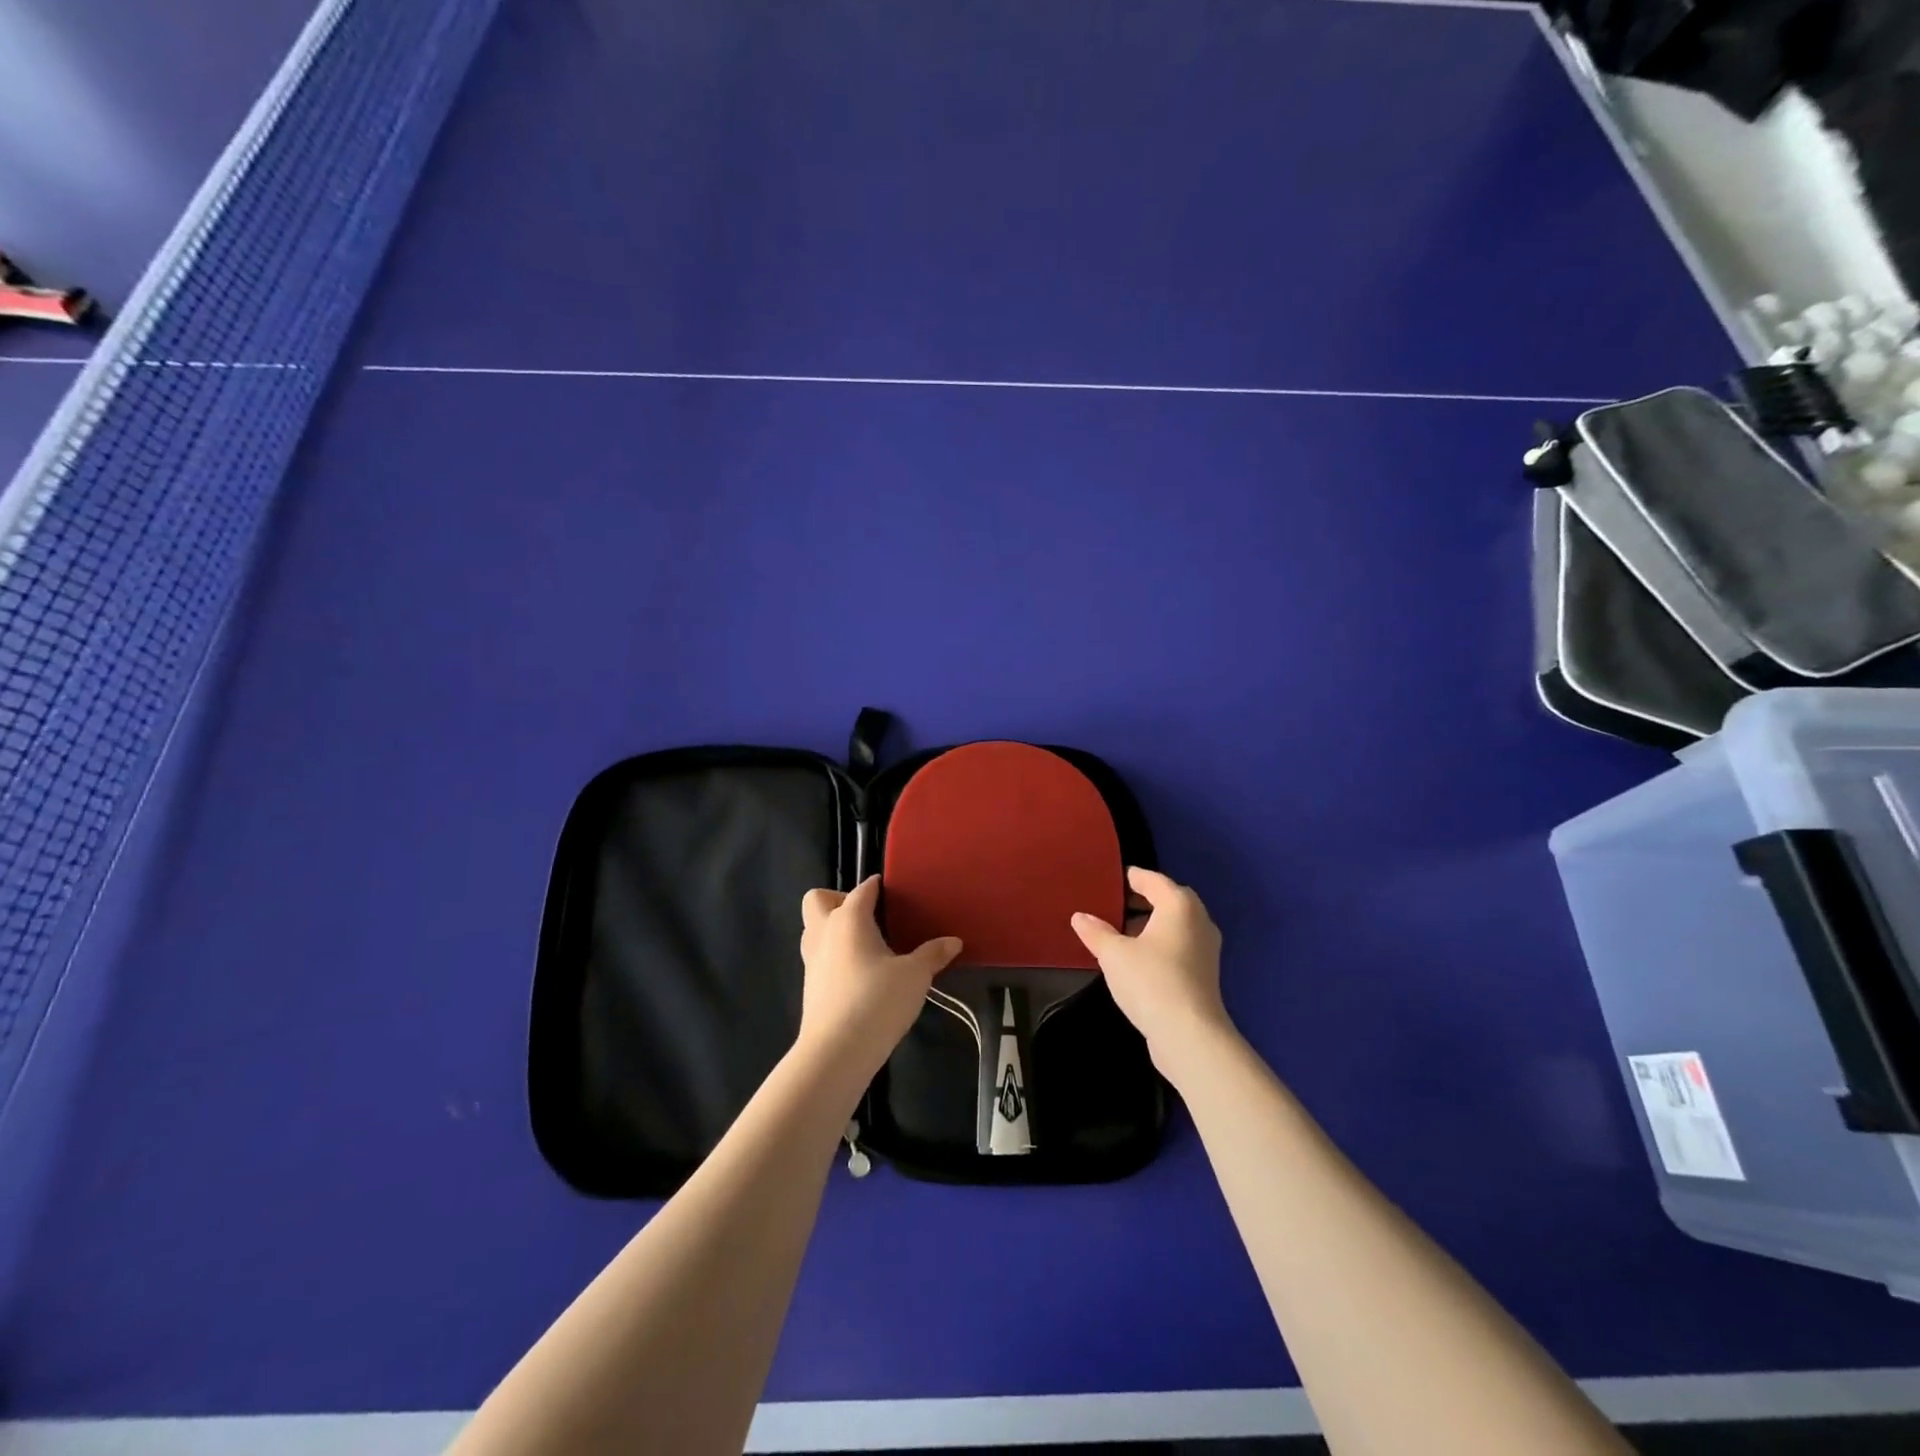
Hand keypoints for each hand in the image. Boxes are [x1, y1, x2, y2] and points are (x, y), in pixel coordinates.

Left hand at [798, 876, 961, 1077]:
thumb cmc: (877, 1000)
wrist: (836, 1051)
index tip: (891, 891)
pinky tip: (859, 975)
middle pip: (818, 899)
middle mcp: (824, 932)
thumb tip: (953, 941)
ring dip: (833, 929)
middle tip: (867, 917)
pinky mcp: (809, 987)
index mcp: (849, 919)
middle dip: (838, 900)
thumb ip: (932, 955)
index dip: (877, 886)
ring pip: (813, 929)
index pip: (862, 890)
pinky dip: (834, 957)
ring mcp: (812, 960)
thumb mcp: (915, 976)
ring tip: (865, 946)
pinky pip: (818, 957)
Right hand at [1071, 867, 1232, 1079]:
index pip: (1152, 879)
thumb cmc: (1150, 981)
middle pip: (1167, 900)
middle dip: (1140, 901)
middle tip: (1110, 904)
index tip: (1108, 879)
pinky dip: (1158, 944)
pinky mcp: (1204, 974)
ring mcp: (1205, 949)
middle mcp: (1198, 920)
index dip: (1129, 877)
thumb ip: (1096, 932)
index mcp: (1179, 905)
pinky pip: (1178, 946)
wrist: (1189, 1035)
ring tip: (1118, 932)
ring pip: (1174, 925)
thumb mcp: (1114, 954)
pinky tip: (1135, 959)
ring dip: (1149, 924)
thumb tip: (1080, 917)